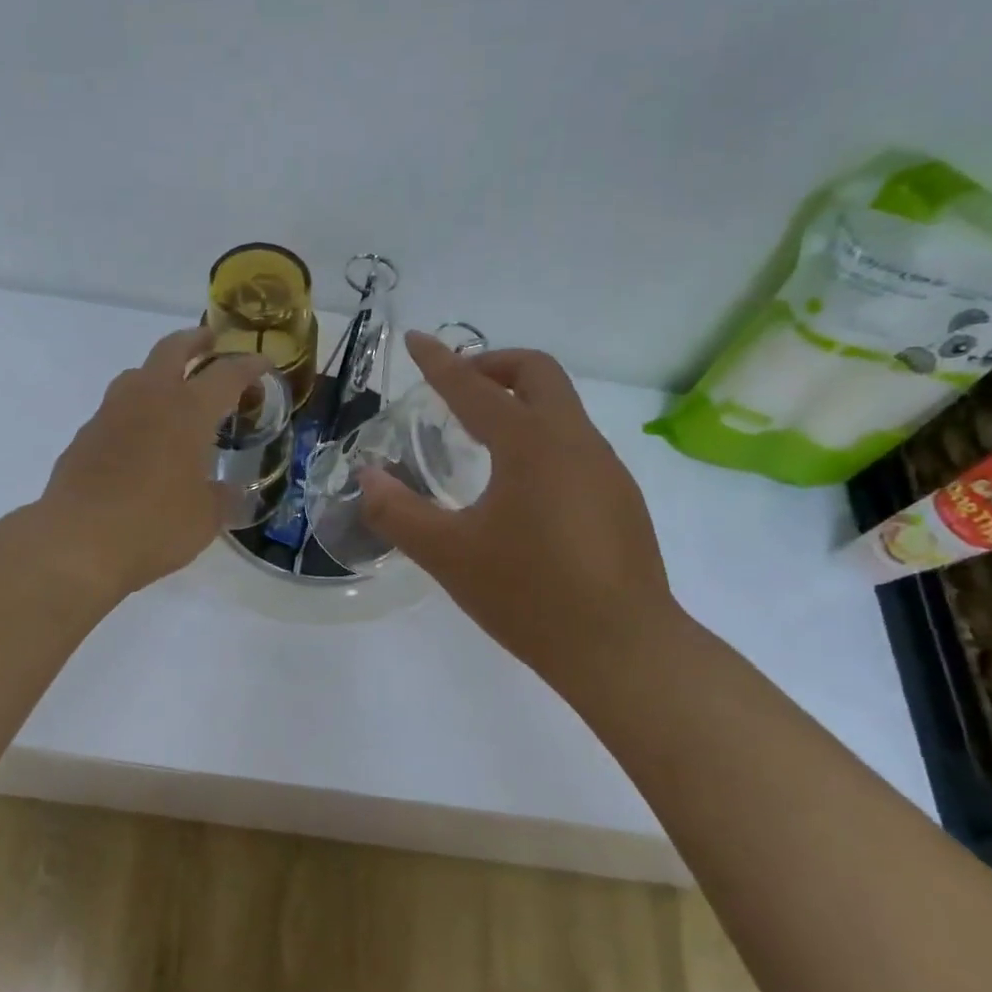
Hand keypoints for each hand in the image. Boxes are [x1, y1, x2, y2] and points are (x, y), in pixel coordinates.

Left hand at [41, 326, 267, 598]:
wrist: (77, 542)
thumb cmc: (155, 526)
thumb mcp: (205, 518)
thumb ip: (222, 499)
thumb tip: (230, 492)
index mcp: (188, 410)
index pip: (226, 374)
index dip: (248, 366)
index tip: (263, 363)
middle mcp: (148, 398)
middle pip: (172, 349)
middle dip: (195, 341)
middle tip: (210, 342)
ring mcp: (110, 414)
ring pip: (137, 374)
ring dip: (159, 373)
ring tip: (173, 392)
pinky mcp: (84, 436)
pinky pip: (115, 411)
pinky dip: (134, 412)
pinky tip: (139, 441)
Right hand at [359, 331, 679, 674]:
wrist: (623, 651)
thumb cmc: (530, 595)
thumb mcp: (448, 555)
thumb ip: (398, 512)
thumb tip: (367, 478)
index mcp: (531, 444)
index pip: (475, 387)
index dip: (440, 362)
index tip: (417, 340)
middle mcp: (575, 442)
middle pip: (538, 373)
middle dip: (493, 365)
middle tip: (456, 387)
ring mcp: (606, 469)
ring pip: (562, 409)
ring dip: (520, 403)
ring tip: (480, 439)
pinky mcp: (620, 499)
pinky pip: (574, 445)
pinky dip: (540, 438)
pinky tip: (519, 488)